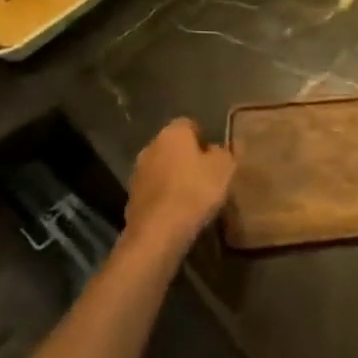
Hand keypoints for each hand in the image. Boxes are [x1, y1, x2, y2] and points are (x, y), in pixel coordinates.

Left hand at [123, 119, 234, 258]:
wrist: (158, 232)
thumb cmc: (195, 191)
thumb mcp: (224, 168)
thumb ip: (225, 152)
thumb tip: (219, 148)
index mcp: (173, 133)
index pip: (189, 125)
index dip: (204, 138)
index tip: (216, 156)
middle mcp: (151, 147)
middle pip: (173, 147)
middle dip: (188, 158)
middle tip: (207, 175)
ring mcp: (137, 173)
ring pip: (162, 169)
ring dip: (175, 178)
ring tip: (194, 196)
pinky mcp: (131, 198)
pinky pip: (155, 191)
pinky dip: (165, 197)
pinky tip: (178, 211)